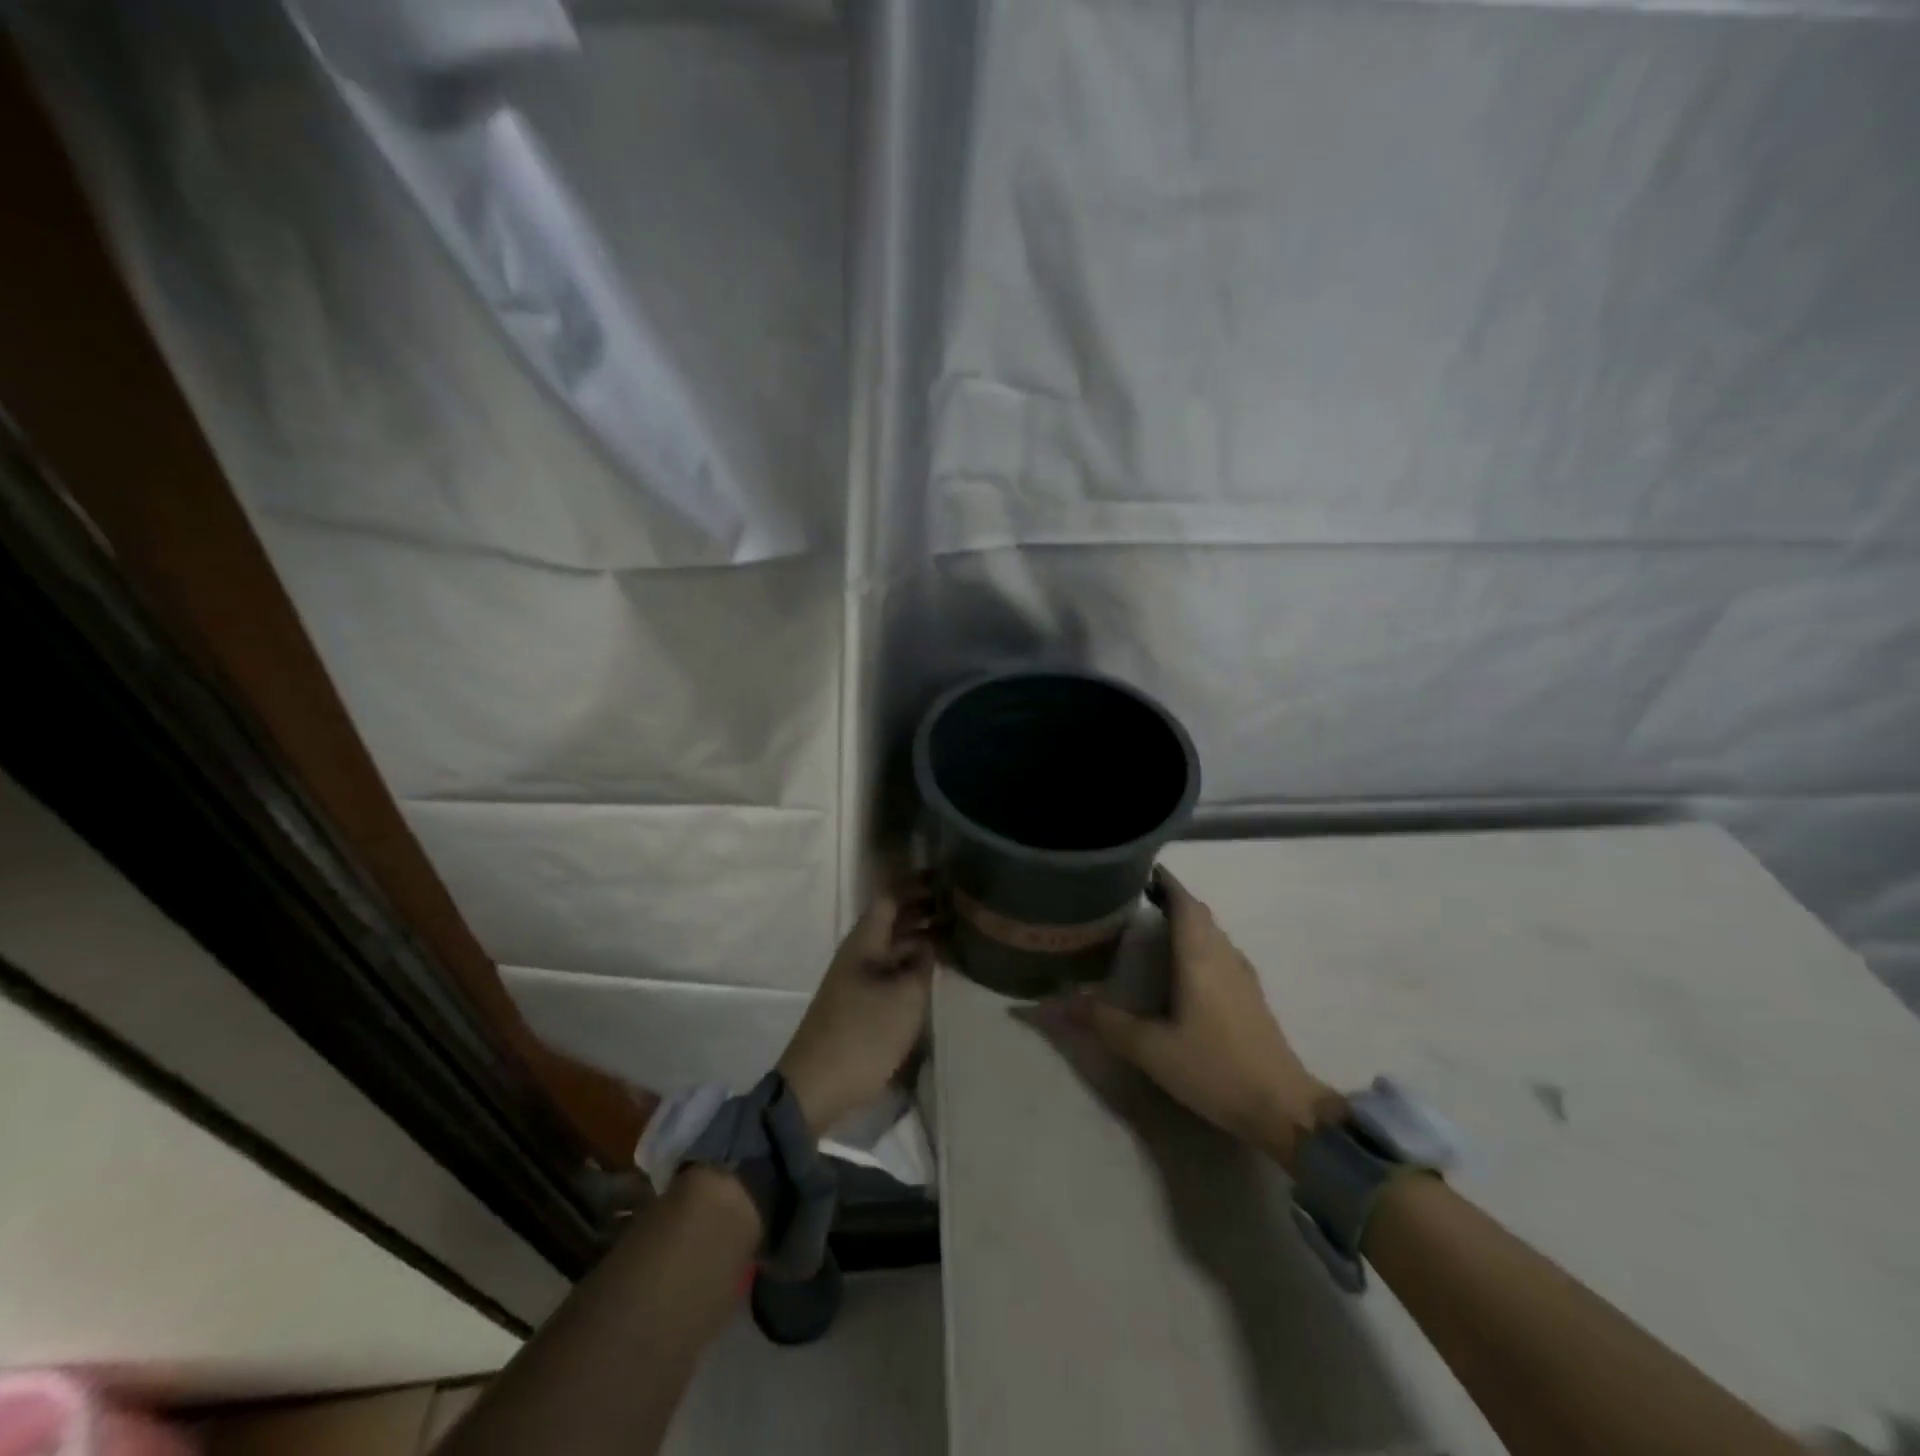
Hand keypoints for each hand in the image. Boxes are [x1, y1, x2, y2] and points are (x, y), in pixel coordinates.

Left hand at [777, 886, 935, 1137]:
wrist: (817, 1087)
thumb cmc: (863, 1034)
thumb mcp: (904, 997)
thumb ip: (921, 964)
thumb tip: (929, 942)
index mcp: (865, 942)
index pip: (890, 897)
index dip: (916, 884)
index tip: (945, 875)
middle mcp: (859, 953)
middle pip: (893, 920)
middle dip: (923, 908)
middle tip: (960, 904)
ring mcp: (858, 979)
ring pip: (893, 946)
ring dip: (920, 937)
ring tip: (956, 934)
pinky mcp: (860, 1003)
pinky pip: (891, 969)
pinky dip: (912, 963)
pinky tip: (934, 972)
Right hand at [1055, 867, 1334, 1169]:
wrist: (1282, 1107)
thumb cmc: (1214, 1067)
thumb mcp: (1150, 1048)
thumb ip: (1103, 1021)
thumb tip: (1052, 1002)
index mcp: (1199, 957)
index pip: (1183, 902)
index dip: (1163, 881)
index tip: (1138, 868)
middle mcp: (1223, 955)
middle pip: (1198, 913)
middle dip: (1171, 897)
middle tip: (1136, 895)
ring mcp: (1242, 975)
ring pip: (1212, 931)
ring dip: (1187, 919)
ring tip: (1154, 922)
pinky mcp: (1251, 995)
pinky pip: (1221, 950)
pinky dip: (1200, 941)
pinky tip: (1185, 964)